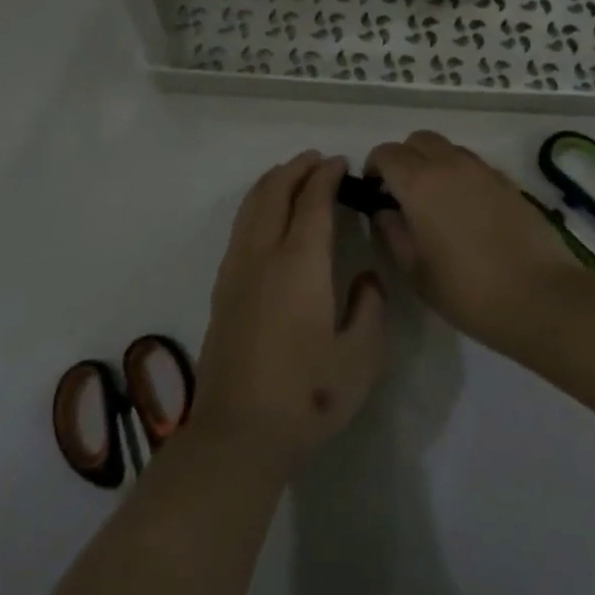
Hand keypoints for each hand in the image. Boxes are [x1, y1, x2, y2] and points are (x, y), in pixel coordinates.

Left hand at [195, 153, 386, 472]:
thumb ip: (371, 308)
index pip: (312, 200)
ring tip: (292, 175)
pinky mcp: (223, 288)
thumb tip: (364, 277)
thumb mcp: (361, 358)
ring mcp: (237, 269)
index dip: (326, 176)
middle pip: (275, 191)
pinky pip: (240, 226)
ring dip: (273, 182)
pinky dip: (257, 204)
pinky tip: (267, 216)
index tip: (341, 164)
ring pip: (252, 205)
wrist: (238, 433)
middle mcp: (264, 254)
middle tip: (318, 161)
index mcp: (300, 262)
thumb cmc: (307, 396)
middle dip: (297, 168)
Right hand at [366, 131, 576, 351]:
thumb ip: (392, 232)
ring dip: (433, 163)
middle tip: (402, 193)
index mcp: (419, 182)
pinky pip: (473, 165)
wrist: (541, 297)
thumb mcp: (415, 270)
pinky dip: (460, 175)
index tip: (374, 193)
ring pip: (447, 148)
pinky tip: (467, 211)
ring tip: (436, 202)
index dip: (374, 168)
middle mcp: (450, 164)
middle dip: (403, 158)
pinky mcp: (508, 181)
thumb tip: (384, 211)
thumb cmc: (468, 290)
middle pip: (417, 140)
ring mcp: (483, 170)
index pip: (386, 153)